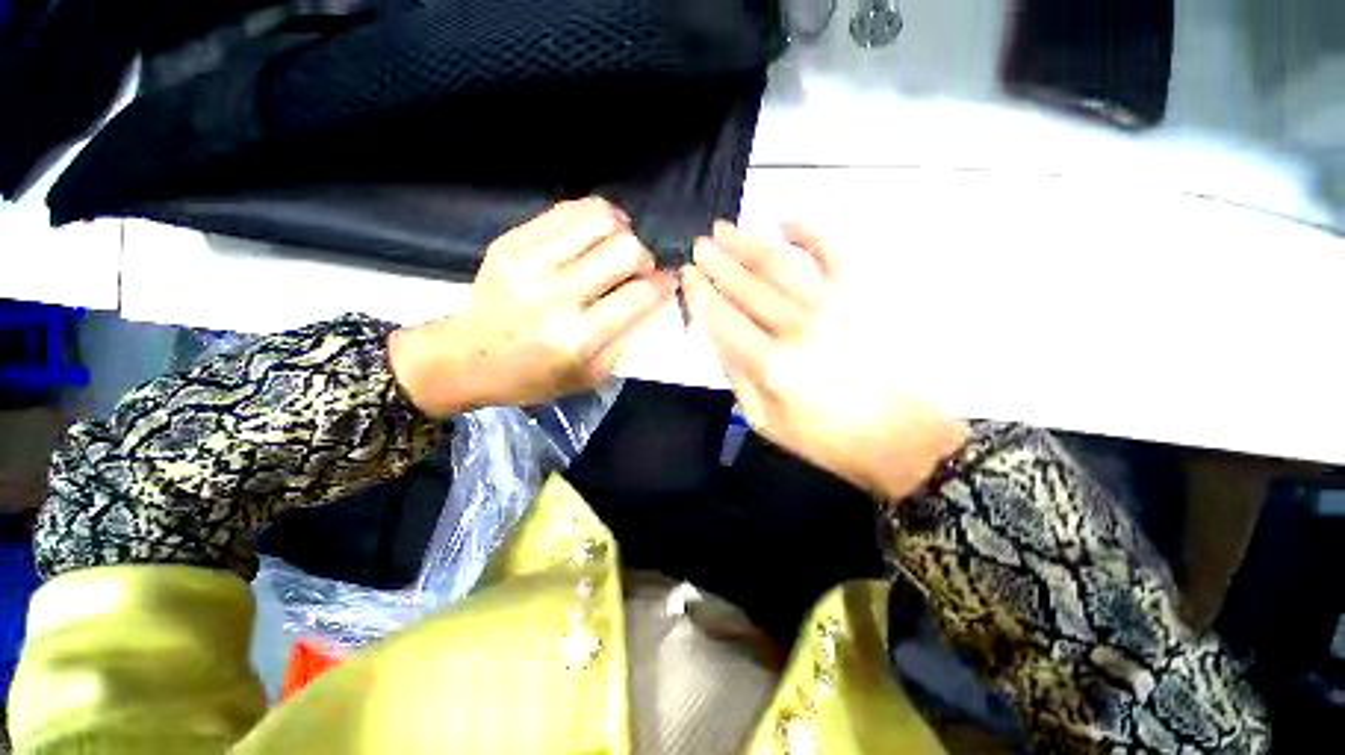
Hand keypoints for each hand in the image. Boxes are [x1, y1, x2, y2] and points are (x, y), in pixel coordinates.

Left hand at [390, 198, 675, 415]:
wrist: (466, 358)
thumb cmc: (533, 377)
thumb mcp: (589, 377)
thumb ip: (626, 341)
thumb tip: (652, 301)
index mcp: (577, 337)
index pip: (640, 295)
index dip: (664, 284)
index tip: (667, 283)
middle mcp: (556, 294)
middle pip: (626, 249)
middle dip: (645, 257)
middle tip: (638, 270)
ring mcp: (530, 262)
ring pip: (600, 219)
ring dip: (622, 230)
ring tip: (618, 245)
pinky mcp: (511, 242)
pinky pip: (567, 211)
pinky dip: (592, 216)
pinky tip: (595, 233)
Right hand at [683, 221, 967, 500]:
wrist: (897, 437)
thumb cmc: (825, 438)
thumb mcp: (765, 420)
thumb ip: (736, 376)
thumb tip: (717, 335)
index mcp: (771, 364)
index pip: (723, 317)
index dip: (701, 293)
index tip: (686, 274)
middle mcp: (798, 327)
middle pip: (748, 285)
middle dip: (718, 261)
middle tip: (699, 244)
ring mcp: (833, 305)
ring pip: (781, 263)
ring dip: (749, 243)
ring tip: (725, 229)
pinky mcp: (860, 296)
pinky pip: (834, 252)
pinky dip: (810, 231)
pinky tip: (786, 221)